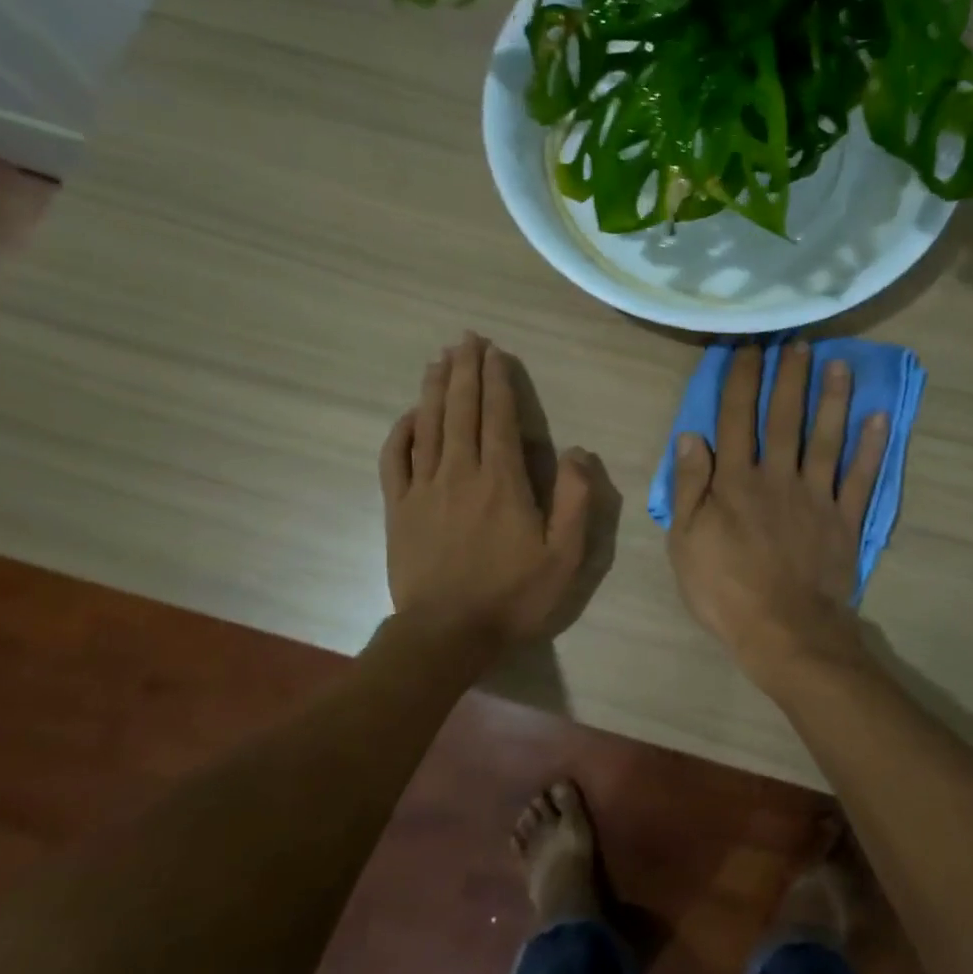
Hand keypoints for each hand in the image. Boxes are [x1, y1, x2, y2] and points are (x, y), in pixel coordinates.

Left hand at [381, 333, 592, 647]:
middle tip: (466, 339)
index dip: (498, 381)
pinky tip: (409, 414)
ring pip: (429, 424)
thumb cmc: (513, 595)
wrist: (447, 633)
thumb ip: (576, 500)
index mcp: (502, 480)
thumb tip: (577, 451)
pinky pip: (395, 458)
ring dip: (435, 388)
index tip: (495, 352)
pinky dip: (401, 431)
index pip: (499, 417)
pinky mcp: (398, 507)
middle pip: (461, 409)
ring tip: (439, 359)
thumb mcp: (565, 556)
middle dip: (465, 370)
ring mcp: (424, 488)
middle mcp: (460, 471)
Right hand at [667, 341, 888, 673]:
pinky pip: (860, 477)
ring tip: (840, 364)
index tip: (748, 348)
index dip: (742, 380)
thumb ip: (689, 487)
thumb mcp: (686, 542)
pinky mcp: (845, 520)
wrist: (785, 631)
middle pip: (783, 418)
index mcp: (735, 482)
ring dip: (833, 399)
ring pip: (826, 438)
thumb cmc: (725, 589)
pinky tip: (879, 418)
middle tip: (799, 342)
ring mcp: (816, 497)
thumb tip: (691, 436)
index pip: (736, 419)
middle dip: (790, 377)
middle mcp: (778, 477)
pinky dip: (871, 448)